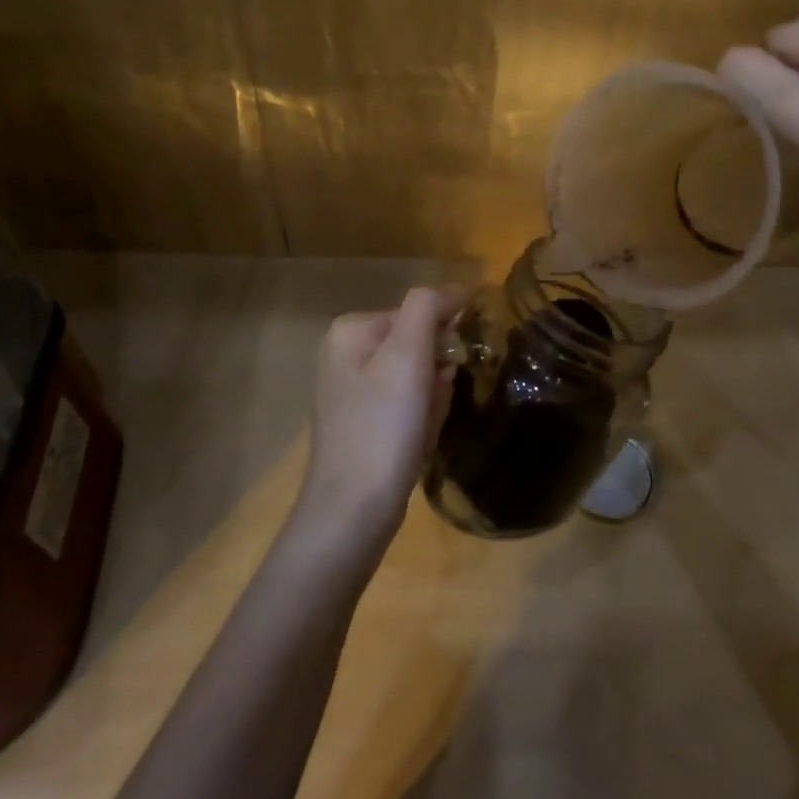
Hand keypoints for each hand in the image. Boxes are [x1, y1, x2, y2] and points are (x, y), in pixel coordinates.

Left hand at [296, 286, 465, 550]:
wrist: (353, 510)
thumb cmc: (383, 426)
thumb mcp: (407, 356)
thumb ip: (427, 308)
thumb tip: (454, 288)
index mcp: (350, 330)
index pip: (417, 311)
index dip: (443, 338)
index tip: (454, 367)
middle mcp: (344, 354)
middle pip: (417, 345)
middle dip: (437, 372)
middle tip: (435, 402)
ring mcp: (351, 390)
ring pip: (416, 377)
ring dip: (433, 397)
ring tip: (424, 427)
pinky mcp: (361, 422)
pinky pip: (406, 405)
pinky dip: (422, 417)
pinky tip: (418, 441)